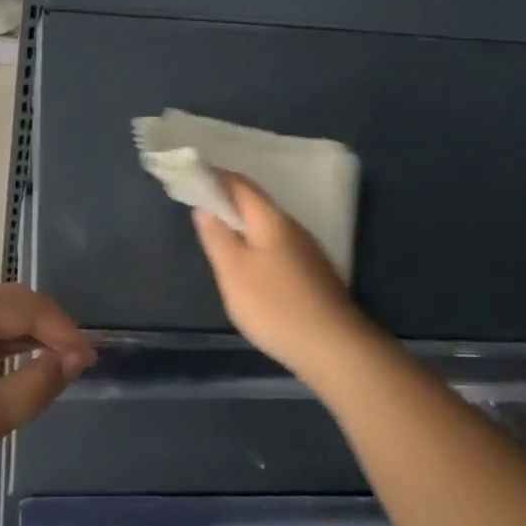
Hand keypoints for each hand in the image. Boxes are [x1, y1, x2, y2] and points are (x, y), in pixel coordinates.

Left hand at [0, 281, 94, 502]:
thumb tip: (74, 358)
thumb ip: (38, 382)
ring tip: (52, 361)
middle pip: (8, 301)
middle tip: (74, 358)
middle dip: (46, 324)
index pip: (26, 306)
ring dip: (23, 333)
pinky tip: (11, 365)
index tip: (89, 361)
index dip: (63, 330)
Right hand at [193, 174, 373, 381]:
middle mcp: (292, 227)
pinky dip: (257, 246)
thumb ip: (217, 237)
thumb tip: (205, 208)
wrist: (335, 349)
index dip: (214, 177)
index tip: (190, 179)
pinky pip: (278, 247)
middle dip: (227, 202)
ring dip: (243, 226)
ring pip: (268, 228)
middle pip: (255, 204)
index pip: (239, 184)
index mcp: (271, 219)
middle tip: (199, 211)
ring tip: (220, 239)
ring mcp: (307, 251)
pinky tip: (251, 269)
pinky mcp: (314, 274)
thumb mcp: (234, 272)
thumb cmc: (276, 306)